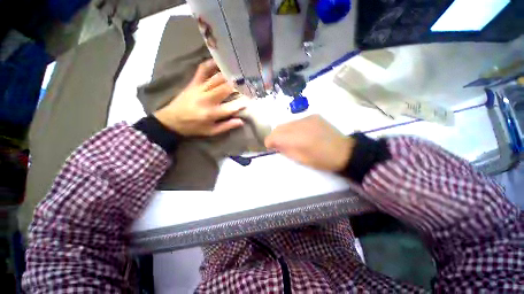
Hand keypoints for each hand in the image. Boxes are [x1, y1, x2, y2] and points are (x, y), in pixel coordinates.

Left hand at [154, 60, 246, 135]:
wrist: (172, 120)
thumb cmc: (194, 127)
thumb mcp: (211, 131)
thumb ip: (226, 126)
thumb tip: (241, 121)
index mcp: (212, 113)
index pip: (231, 108)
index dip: (241, 104)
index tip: (249, 101)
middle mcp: (207, 99)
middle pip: (225, 89)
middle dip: (237, 86)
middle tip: (246, 83)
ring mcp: (200, 89)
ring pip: (217, 79)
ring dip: (229, 75)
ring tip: (238, 73)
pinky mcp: (193, 83)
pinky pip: (202, 70)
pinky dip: (210, 64)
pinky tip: (219, 61)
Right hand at [265, 115, 354, 171]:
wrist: (345, 151)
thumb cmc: (322, 160)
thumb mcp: (302, 160)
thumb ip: (286, 150)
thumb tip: (276, 145)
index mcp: (298, 139)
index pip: (275, 136)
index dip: (269, 141)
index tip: (270, 146)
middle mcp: (301, 125)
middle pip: (279, 127)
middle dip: (275, 135)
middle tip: (277, 143)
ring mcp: (308, 118)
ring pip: (287, 123)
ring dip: (284, 131)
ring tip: (289, 139)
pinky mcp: (314, 116)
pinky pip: (297, 121)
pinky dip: (293, 127)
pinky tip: (300, 133)